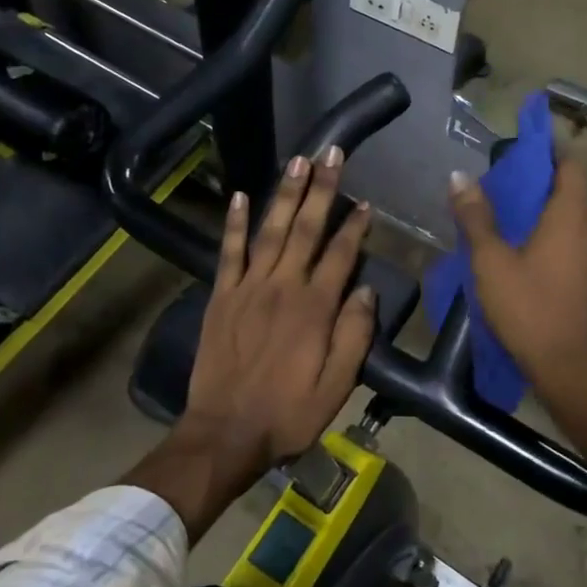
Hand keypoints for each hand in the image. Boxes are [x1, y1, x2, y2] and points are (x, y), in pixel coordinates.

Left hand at [179, 146, 377, 470]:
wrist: (225, 433)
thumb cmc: (288, 413)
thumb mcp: (337, 386)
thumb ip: (354, 336)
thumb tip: (366, 292)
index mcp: (314, 308)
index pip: (340, 255)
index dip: (354, 226)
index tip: (366, 202)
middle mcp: (282, 287)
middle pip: (306, 229)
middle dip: (321, 189)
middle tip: (330, 153)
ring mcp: (247, 288)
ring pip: (270, 230)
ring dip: (285, 194)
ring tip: (297, 162)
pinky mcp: (221, 296)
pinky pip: (228, 251)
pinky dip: (233, 223)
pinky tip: (239, 195)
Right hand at [448, 158, 586, 395]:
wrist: (571, 368)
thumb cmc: (530, 308)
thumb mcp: (491, 261)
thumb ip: (476, 217)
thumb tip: (460, 176)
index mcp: (570, 215)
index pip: (568, 165)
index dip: (545, 152)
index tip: (516, 150)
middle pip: (568, 191)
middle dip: (536, 183)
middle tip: (498, 186)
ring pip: (569, 220)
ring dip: (541, 213)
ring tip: (502, 219)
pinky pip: (570, 244)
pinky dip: (548, 238)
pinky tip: (520, 254)